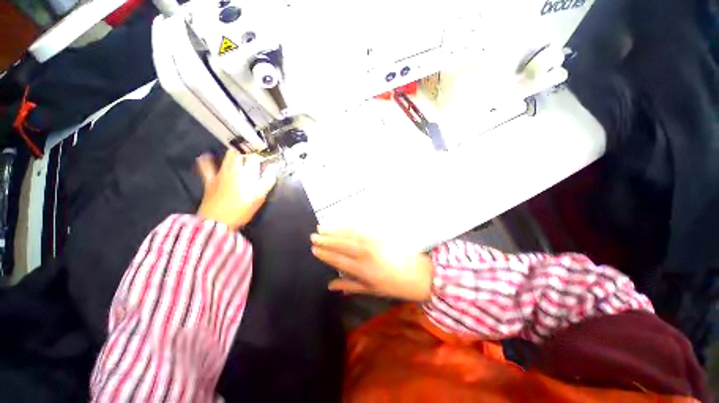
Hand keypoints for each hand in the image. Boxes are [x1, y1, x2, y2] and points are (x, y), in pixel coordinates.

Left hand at [196, 149, 277, 230]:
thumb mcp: (260, 196)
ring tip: (239, 149)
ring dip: (234, 151)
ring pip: (227, 157)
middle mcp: (233, 169)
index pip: (255, 157)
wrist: (218, 222)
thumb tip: (273, 167)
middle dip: (248, 150)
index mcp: (246, 173)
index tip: (265, 153)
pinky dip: (206, 160)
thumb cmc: (242, 209)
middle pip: (241, 153)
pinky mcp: (210, 180)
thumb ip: (268, 180)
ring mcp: (220, 173)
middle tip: (254, 152)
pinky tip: (205, 155)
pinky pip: (206, 167)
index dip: (260, 153)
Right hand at [310, 229, 433, 300]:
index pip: (338, 260)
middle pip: (342, 245)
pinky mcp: (381, 235)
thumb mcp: (373, 291)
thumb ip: (351, 286)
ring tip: (322, 227)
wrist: (421, 274)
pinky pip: (362, 229)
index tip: (314, 249)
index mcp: (363, 270)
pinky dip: (350, 225)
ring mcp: (374, 242)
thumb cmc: (396, 286)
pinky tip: (342, 223)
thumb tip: (331, 285)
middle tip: (313, 235)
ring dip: (335, 230)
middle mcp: (366, 254)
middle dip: (326, 240)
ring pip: (350, 234)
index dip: (325, 254)